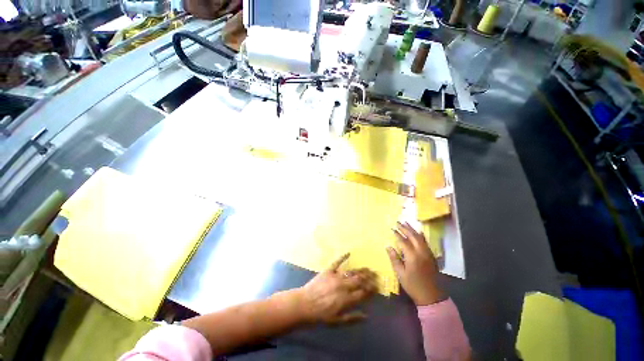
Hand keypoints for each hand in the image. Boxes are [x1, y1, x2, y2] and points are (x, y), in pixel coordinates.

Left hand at [297, 253, 377, 323]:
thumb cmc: (321, 316)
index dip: (371, 289)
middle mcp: (344, 286)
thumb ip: (352, 318)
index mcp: (347, 299)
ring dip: (360, 270)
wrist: (304, 304)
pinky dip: (342, 257)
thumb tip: (367, 316)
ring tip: (367, 268)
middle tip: (376, 274)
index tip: (377, 286)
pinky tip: (348, 253)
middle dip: (369, 277)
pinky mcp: (328, 270)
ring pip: (351, 272)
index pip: (363, 293)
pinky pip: (337, 262)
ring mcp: (336, 276)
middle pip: (359, 280)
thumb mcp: (337, 321)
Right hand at [387, 222, 445, 305]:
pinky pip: (425, 242)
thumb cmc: (413, 285)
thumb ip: (394, 259)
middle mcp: (421, 252)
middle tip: (398, 222)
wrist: (431, 296)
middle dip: (405, 228)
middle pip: (413, 236)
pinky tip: (417, 232)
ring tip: (406, 223)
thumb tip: (388, 246)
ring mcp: (428, 253)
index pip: (403, 241)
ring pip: (420, 237)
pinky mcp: (432, 256)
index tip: (392, 229)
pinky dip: (420, 235)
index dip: (397, 234)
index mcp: (412, 256)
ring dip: (412, 229)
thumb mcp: (400, 274)